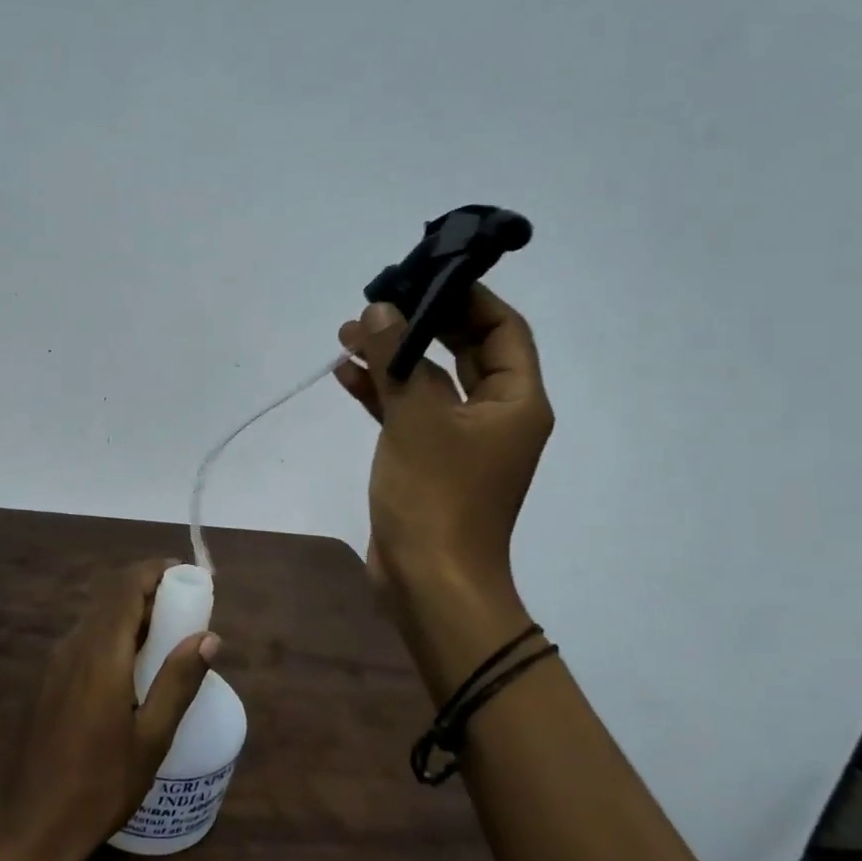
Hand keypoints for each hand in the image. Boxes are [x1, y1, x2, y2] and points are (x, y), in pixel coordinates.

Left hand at [0, 560, 216, 860]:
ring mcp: (55, 663)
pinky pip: (84, 640)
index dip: (156, 571)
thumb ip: (179, 681)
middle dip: (148, 591)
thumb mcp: (151, 739)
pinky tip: (132, 669)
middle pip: (111, 596)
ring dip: (130, 614)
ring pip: (96, 617)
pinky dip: (113, 635)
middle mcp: (73, 645)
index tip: (187, 575)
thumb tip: (209, 636)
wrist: (28, 828)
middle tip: (186, 609)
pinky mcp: (47, 681)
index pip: (126, 586)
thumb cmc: (98, 786)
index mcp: (100, 652)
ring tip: (167, 637)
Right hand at [335, 290, 552, 683]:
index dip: (467, 298)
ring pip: (430, 381)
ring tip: (348, 334)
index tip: (424, 277)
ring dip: (393, 357)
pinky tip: (346, 374)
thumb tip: (380, 312)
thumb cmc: (437, 496)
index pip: (502, 330)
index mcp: (515, 401)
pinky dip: (382, 392)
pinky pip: (409, 412)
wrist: (429, 583)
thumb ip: (399, 359)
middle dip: (420, 324)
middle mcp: (495, 415)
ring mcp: (461, 440)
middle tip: (378, 302)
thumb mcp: (416, 418)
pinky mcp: (429, 460)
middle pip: (464, 351)